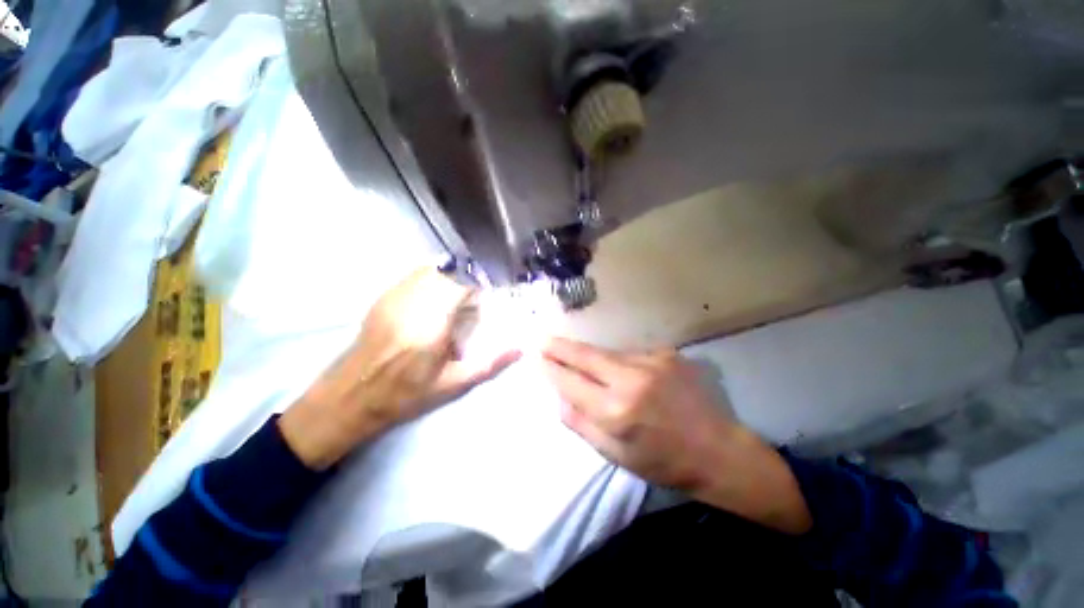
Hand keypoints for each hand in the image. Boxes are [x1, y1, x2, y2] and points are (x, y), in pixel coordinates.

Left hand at [279, 267, 520, 469]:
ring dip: (453, 276)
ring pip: (431, 269)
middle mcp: (412, 305)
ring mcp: (395, 297)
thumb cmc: (406, 395)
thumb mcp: (453, 386)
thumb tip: (519, 348)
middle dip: (469, 279)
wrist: (351, 397)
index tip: (491, 293)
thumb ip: (489, 365)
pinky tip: (438, 295)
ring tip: (460, 296)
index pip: (460, 286)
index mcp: (431, 327)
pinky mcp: (384, 297)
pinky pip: (415, 274)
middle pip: (448, 272)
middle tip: (477, 298)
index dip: (480, 283)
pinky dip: (434, 277)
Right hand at [542, 337, 810, 533]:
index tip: (535, 356)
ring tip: (581, 359)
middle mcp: (632, 379)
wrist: (719, 450)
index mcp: (616, 411)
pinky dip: (619, 360)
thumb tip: (560, 395)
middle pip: (585, 354)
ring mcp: (652, 361)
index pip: (570, 381)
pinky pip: (630, 353)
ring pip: (607, 352)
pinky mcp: (667, 353)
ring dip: (592, 356)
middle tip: (542, 338)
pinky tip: (626, 374)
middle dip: (560, 346)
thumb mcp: (615, 455)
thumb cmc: (663, 461)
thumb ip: (581, 423)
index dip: (551, 367)